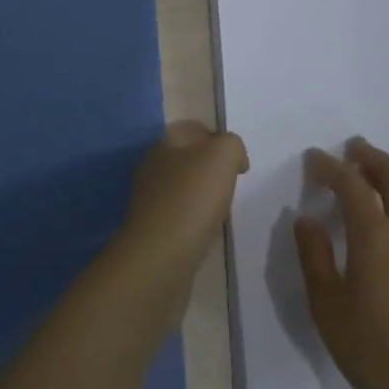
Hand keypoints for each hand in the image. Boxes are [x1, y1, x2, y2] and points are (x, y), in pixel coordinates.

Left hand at [113, 122, 247, 301]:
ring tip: (223, 209)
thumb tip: (233, 158)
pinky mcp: (153, 230)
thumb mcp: (221, 156)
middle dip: (212, 168)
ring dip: (204, 195)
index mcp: (163, 144)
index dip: (218, 138)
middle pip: (188, 158)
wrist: (160, 259)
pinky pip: (180, 215)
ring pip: (184, 187)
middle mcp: (152, 168)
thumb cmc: (191, 199)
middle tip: (233, 184)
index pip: (193, 129)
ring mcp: (150, 200)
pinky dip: (196, 220)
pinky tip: (207, 231)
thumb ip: (231, 145)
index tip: (238, 162)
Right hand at [294, 138, 388, 388]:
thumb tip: (307, 219)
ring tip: (375, 184)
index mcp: (375, 237)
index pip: (350, 183)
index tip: (313, 159)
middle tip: (351, 150)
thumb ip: (314, 258)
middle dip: (369, 155)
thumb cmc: (379, 359)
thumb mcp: (329, 311)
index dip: (329, 165)